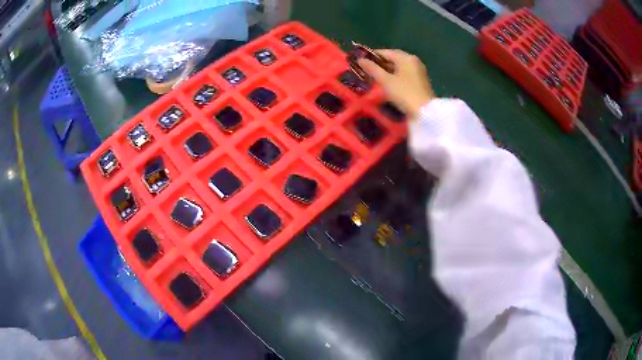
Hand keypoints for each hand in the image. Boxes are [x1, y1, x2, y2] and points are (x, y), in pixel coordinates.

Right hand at [357, 49, 434, 117]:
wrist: (424, 112)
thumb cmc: (404, 93)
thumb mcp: (385, 81)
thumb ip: (372, 69)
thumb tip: (360, 60)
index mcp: (406, 58)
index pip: (385, 52)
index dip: (372, 55)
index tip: (360, 61)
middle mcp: (413, 61)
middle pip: (393, 58)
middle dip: (380, 63)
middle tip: (367, 69)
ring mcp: (418, 71)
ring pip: (399, 66)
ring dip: (387, 69)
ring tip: (374, 76)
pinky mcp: (420, 80)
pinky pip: (404, 73)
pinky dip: (394, 75)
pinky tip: (387, 82)